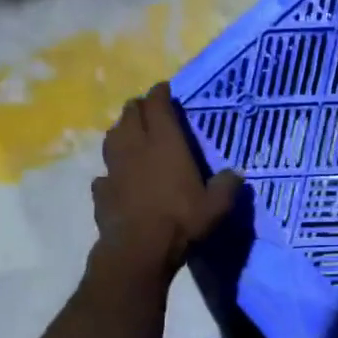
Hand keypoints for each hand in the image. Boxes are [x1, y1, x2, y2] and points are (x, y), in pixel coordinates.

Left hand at [93, 82, 241, 278]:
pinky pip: (105, 173)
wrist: (140, 248)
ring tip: (130, 136)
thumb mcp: (216, 205)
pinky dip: (112, 171)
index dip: (160, 93)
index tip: (165, 89)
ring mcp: (113, 168)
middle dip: (139, 108)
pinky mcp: (101, 190)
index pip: (158, 105)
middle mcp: (135, 147)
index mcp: (165, 142)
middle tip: (150, 111)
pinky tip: (117, 179)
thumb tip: (236, 174)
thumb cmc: (182, 219)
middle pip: (130, 114)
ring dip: (121, 132)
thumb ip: (227, 186)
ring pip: (112, 137)